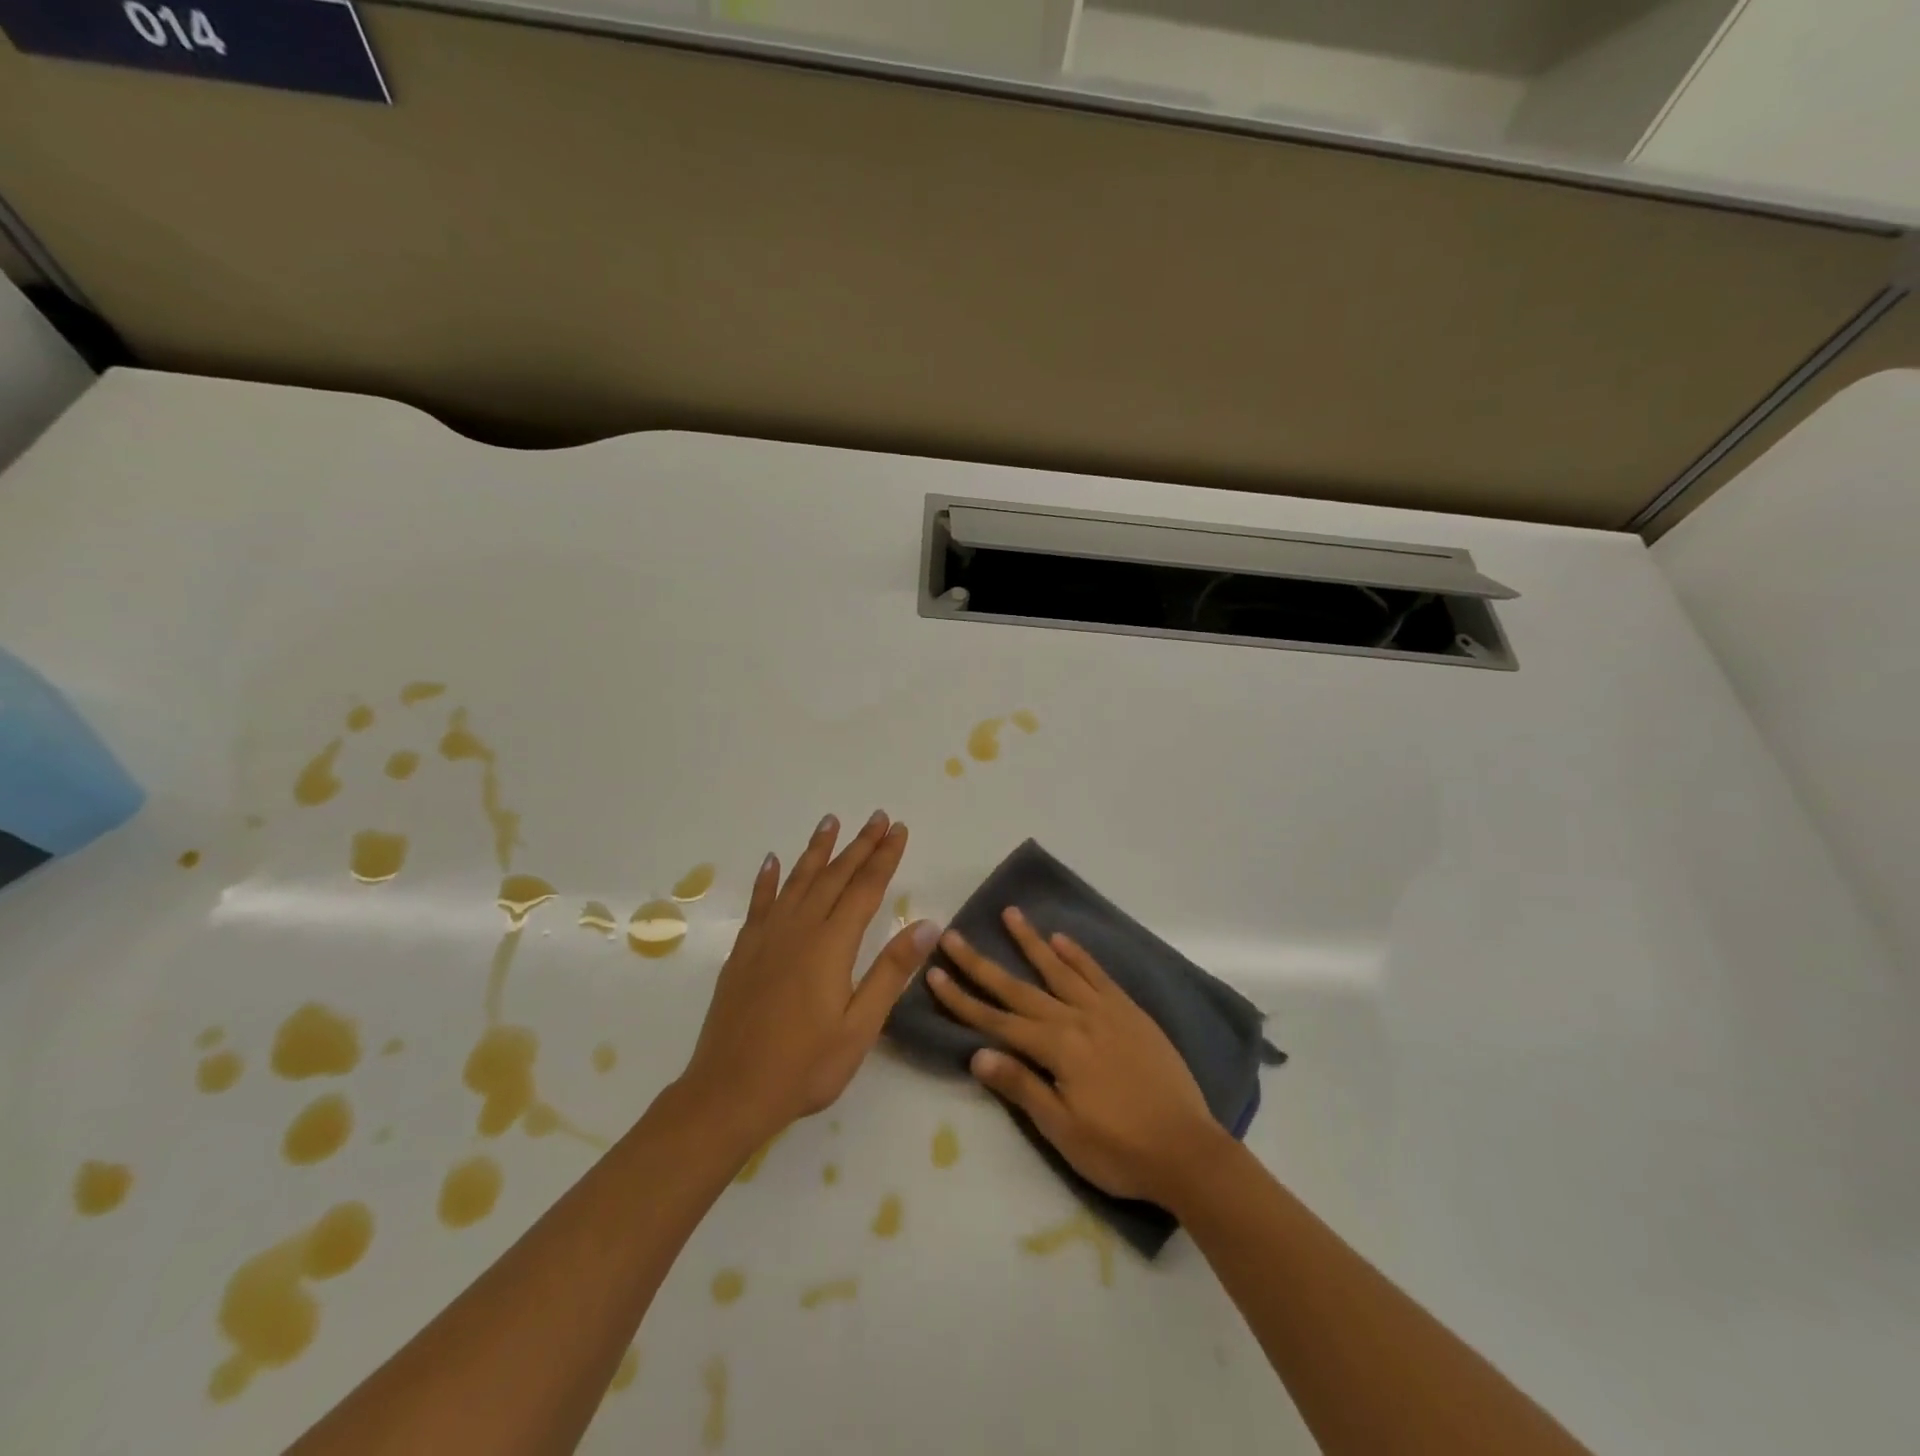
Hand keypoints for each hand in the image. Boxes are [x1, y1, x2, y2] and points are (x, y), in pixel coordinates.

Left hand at [680, 811, 937, 1151]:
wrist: (729, 1092)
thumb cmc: (804, 1066)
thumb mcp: (860, 1027)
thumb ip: (891, 972)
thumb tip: (927, 924)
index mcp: (831, 945)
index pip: (865, 888)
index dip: (884, 857)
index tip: (899, 829)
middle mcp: (799, 928)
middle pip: (835, 876)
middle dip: (859, 844)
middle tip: (878, 817)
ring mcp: (767, 937)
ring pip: (797, 880)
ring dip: (817, 850)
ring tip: (831, 821)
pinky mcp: (744, 951)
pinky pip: (760, 902)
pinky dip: (768, 879)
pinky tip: (773, 861)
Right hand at [926, 907, 1225, 1205]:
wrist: (1188, 1149)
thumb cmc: (1119, 1149)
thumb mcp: (1063, 1131)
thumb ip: (1022, 1086)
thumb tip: (977, 1053)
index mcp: (1056, 1048)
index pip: (997, 1020)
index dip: (962, 999)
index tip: (934, 973)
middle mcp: (1075, 1018)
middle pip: (1019, 986)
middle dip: (981, 963)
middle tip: (953, 935)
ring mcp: (1105, 1010)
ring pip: (1059, 968)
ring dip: (1030, 941)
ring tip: (1010, 913)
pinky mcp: (1130, 1012)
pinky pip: (1098, 974)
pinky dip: (1078, 955)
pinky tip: (1061, 939)